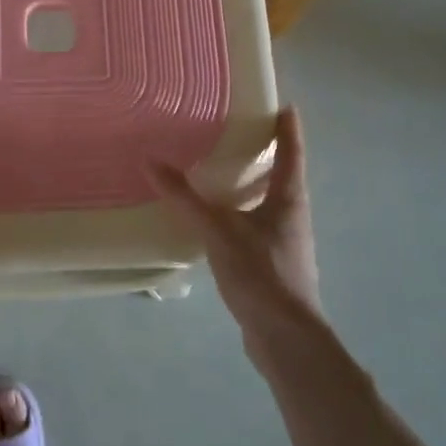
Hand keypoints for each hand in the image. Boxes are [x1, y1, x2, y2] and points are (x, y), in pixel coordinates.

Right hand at [153, 106, 322, 348]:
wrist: (285, 339)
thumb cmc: (261, 273)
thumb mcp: (218, 231)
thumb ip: (185, 198)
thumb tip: (151, 161)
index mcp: (289, 199)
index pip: (291, 153)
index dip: (288, 129)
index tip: (286, 106)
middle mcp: (293, 217)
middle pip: (285, 177)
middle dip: (270, 156)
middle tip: (246, 133)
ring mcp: (287, 244)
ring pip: (272, 205)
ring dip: (256, 187)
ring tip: (228, 174)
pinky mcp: (275, 267)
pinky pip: (259, 228)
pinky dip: (244, 215)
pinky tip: (221, 223)